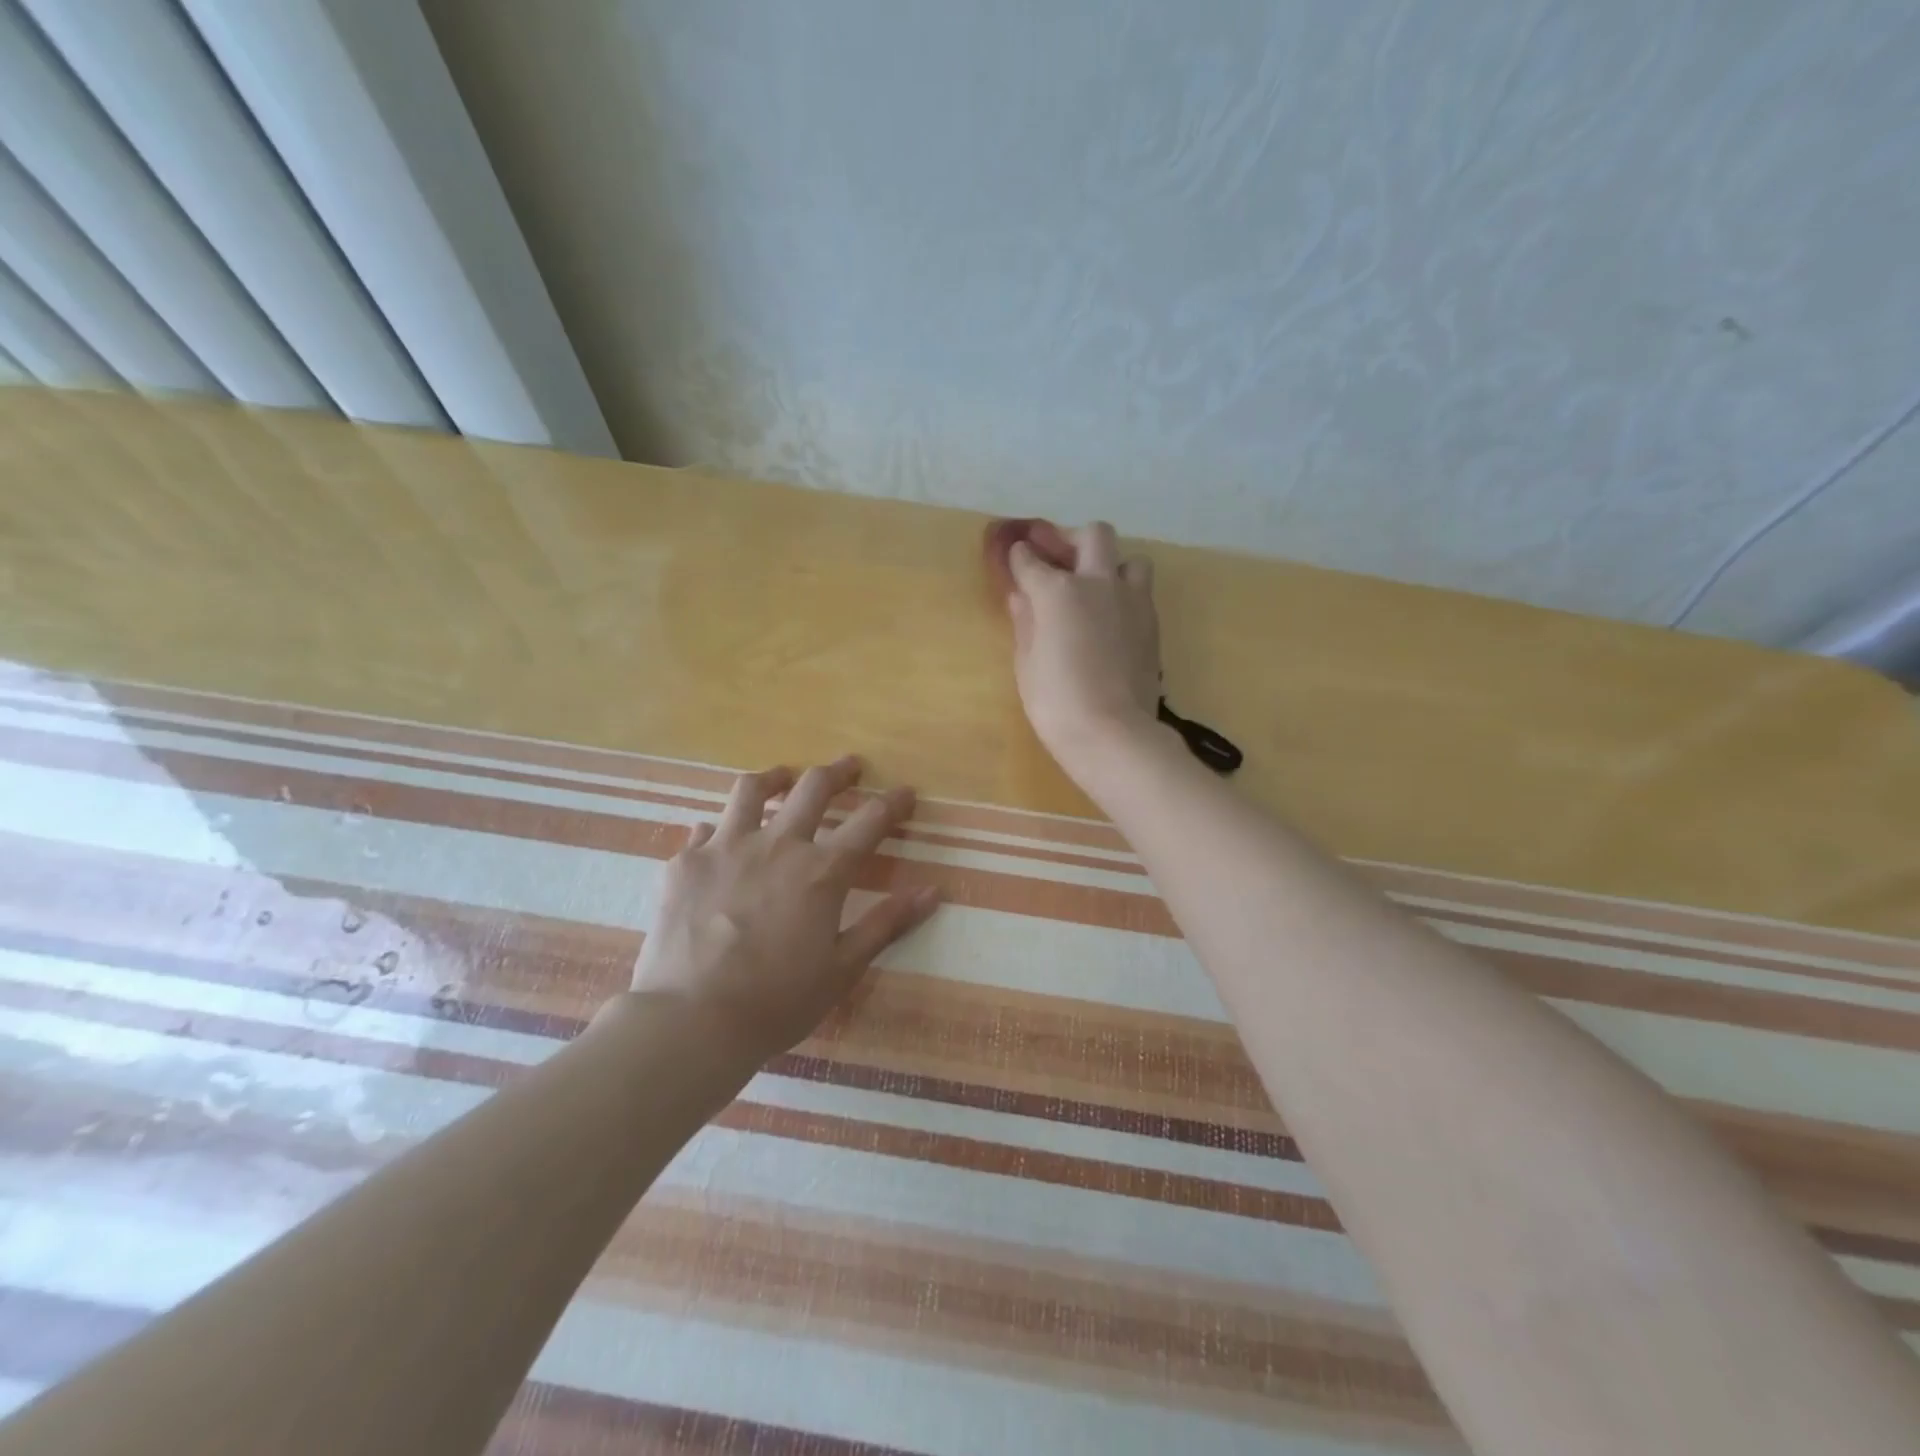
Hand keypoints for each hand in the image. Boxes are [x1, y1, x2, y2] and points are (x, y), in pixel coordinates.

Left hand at [630, 756, 939, 1061]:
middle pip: (813, 788)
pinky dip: (720, 829)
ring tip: (783, 777)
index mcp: (821, 872)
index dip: (893, 803)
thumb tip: (933, 893)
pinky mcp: (685, 863)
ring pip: (752, 791)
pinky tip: (719, 839)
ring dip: (775, 778)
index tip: (906, 793)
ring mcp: (725, 848)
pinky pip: (705, 830)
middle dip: (838, 771)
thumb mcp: (843, 969)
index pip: (869, 821)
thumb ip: (886, 924)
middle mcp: (777, 845)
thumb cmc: (777, 1001)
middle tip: (850, 766)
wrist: (692, 1021)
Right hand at [1002, 520, 1162, 773]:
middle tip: (1060, 559)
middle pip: (1093, 536)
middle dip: (1073, 539)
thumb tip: (1021, 598)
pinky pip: (1141, 592)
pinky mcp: (1152, 624)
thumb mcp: (1027, 664)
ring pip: (1130, 559)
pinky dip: (1124, 595)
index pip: (1031, 560)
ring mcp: (1132, 601)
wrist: (1113, 734)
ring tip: (1096, 590)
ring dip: (1111, 566)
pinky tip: (1111, 619)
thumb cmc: (1056, 702)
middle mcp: (1098, 583)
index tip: (1016, 556)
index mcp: (1058, 591)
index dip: (1019, 556)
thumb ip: (1025, 622)